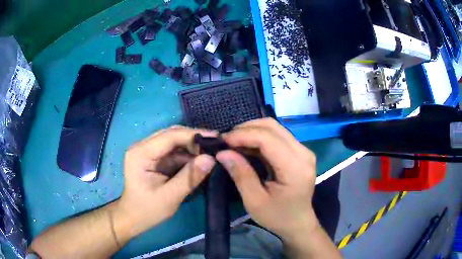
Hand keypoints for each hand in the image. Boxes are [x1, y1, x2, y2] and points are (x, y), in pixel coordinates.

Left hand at [114, 126, 216, 238]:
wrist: (133, 217)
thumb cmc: (148, 210)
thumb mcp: (170, 197)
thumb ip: (190, 178)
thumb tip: (211, 159)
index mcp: (141, 154)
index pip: (169, 136)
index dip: (193, 135)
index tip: (216, 138)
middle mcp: (142, 146)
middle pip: (171, 134)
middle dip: (194, 139)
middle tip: (216, 146)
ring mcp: (147, 151)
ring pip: (174, 141)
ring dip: (192, 146)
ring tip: (211, 153)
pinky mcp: (153, 157)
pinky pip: (173, 150)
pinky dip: (187, 154)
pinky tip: (199, 160)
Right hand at [216, 118, 317, 238]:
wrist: (298, 222)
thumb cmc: (277, 216)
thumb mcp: (255, 201)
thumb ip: (241, 174)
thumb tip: (222, 153)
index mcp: (295, 167)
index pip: (268, 138)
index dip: (243, 135)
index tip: (223, 141)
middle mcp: (303, 153)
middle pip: (272, 127)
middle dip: (246, 129)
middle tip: (226, 141)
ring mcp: (303, 150)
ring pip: (275, 128)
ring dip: (252, 131)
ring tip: (234, 142)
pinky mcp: (300, 152)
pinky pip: (278, 136)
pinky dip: (260, 137)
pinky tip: (247, 146)